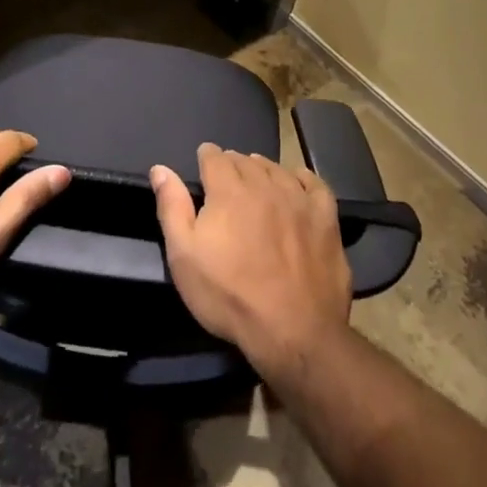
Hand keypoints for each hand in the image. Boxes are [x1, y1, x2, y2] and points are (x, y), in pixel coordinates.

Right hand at [150, 143, 350, 377]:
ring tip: (257, 177)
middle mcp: (265, 185)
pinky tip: (297, 183)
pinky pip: (315, 185)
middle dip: (233, 164)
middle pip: (246, 161)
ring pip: (278, 170)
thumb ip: (172, 207)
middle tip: (227, 177)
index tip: (203, 164)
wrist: (293, 329)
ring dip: (263, 169)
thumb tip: (160, 168)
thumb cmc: (228, 295)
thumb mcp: (184, 256)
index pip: (215, 157)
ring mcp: (299, 200)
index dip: (206, 157)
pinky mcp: (326, 218)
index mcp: (229, 191)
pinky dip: (302, 179)